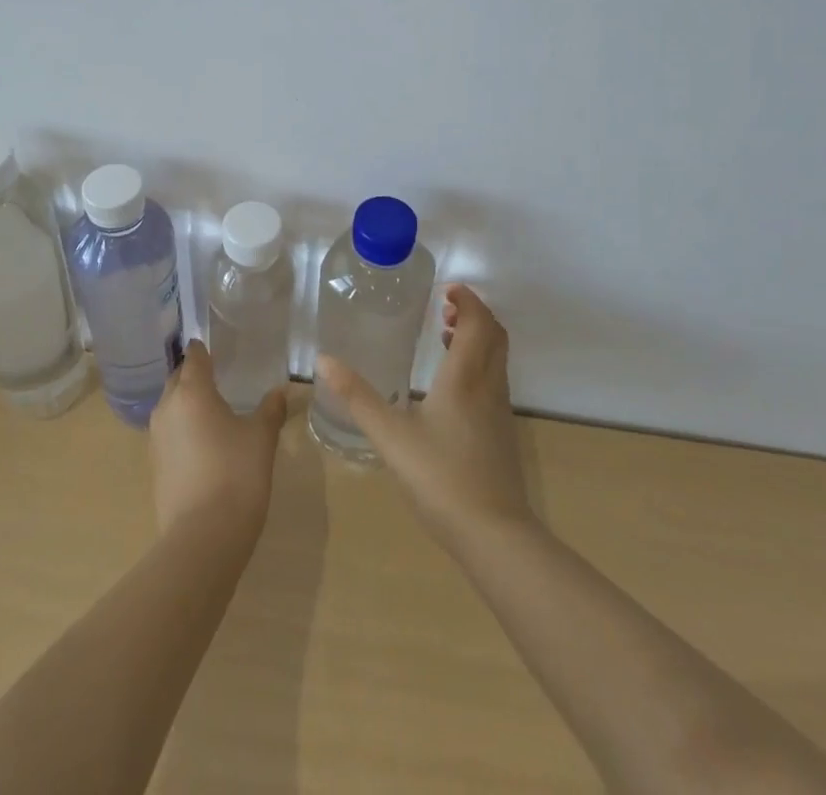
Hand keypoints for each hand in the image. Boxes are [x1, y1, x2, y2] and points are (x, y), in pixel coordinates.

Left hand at [149, 340, 288, 542]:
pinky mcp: (155, 466)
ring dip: (187, 403)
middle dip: (194, 375)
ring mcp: (156, 438)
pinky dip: (183, 429)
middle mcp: (167, 407)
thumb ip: (271, 409)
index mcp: (192, 391)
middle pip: (177, 379)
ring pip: (170, 407)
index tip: (218, 348)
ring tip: (213, 410)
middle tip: (219, 377)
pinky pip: (168, 433)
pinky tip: (204, 443)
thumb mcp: (262, 438)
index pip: (194, 356)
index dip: (204, 349)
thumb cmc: (236, 475)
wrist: (203, 538)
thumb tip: (282, 390)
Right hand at [317, 284, 531, 549]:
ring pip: (496, 359)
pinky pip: (494, 381)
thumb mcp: (390, 436)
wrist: (494, 535)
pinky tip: (450, 387)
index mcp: (465, 377)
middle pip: (494, 335)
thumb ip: (357, 397)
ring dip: (477, 339)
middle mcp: (488, 386)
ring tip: (445, 338)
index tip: (446, 290)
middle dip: (474, 314)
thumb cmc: (440, 477)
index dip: (467, 300)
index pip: (478, 322)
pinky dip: (478, 364)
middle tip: (445, 309)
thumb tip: (324, 360)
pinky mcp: (501, 433)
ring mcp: (500, 411)